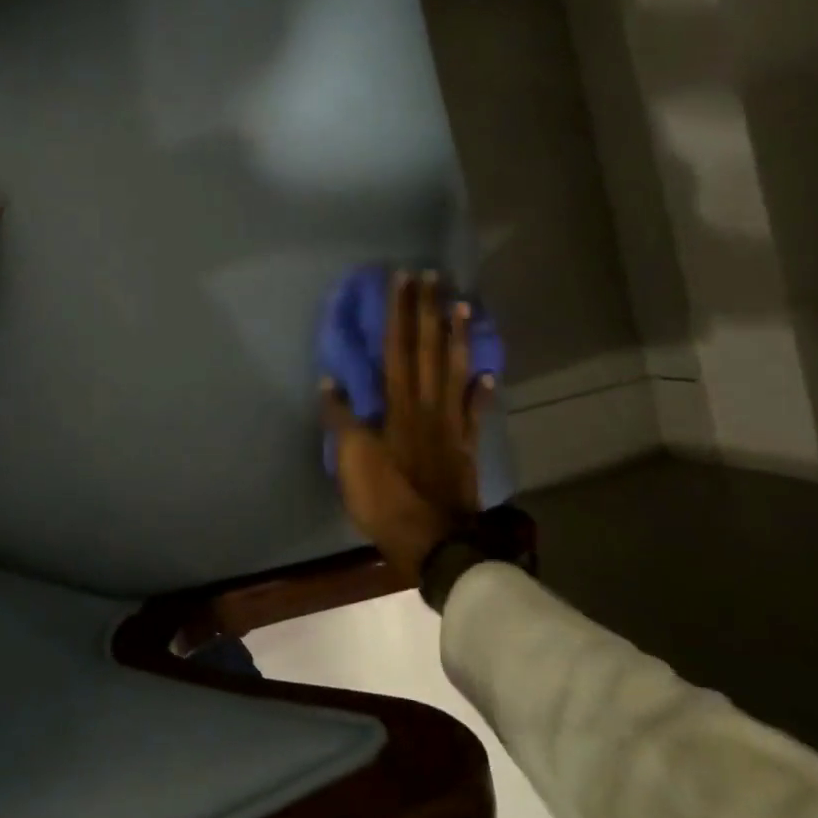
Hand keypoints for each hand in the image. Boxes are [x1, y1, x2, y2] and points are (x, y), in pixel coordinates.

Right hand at [320, 272, 495, 581]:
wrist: (435, 541)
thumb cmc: (386, 499)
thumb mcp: (351, 461)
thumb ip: (340, 420)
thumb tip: (329, 382)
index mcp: (398, 406)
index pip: (397, 348)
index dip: (400, 313)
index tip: (403, 280)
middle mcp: (428, 405)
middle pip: (428, 349)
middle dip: (428, 311)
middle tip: (433, 276)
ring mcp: (451, 424)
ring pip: (455, 370)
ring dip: (458, 336)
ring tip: (463, 305)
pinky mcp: (466, 445)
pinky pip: (476, 411)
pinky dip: (482, 390)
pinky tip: (489, 372)